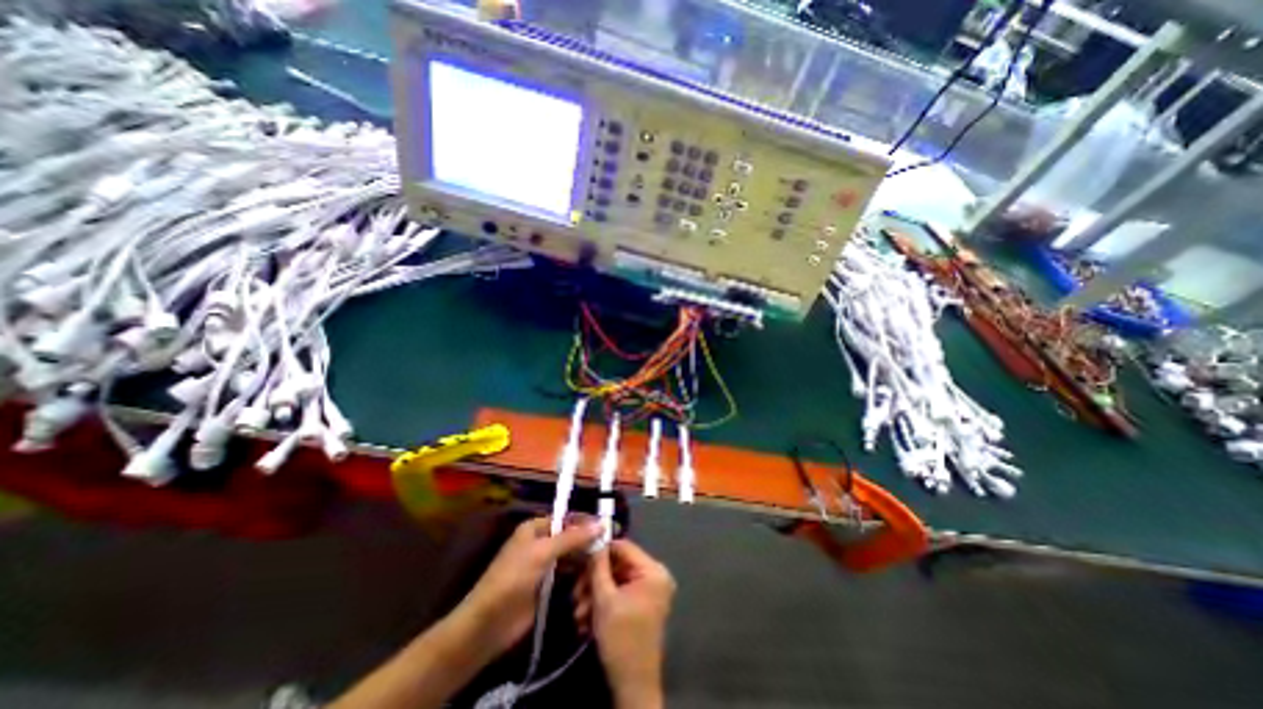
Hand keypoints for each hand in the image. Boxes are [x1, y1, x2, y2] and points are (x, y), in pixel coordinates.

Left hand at [460, 517, 599, 655]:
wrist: (487, 625)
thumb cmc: (513, 579)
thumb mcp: (542, 553)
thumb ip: (572, 538)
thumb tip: (601, 522)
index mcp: (536, 527)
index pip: (568, 519)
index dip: (588, 522)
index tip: (611, 527)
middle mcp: (542, 542)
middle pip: (572, 537)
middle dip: (589, 542)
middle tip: (613, 547)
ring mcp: (545, 564)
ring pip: (572, 555)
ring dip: (586, 559)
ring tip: (607, 563)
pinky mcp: (547, 585)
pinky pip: (568, 573)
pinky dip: (580, 574)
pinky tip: (594, 577)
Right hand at [573, 541, 670, 706]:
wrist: (633, 687)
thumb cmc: (621, 639)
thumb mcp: (605, 599)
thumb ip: (598, 566)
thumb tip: (594, 540)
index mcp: (653, 570)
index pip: (624, 546)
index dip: (601, 550)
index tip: (580, 558)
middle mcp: (655, 575)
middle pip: (618, 565)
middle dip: (594, 580)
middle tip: (576, 593)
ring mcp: (649, 590)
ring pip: (616, 580)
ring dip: (594, 594)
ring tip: (578, 613)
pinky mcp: (642, 603)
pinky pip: (620, 592)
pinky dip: (603, 603)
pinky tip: (586, 620)